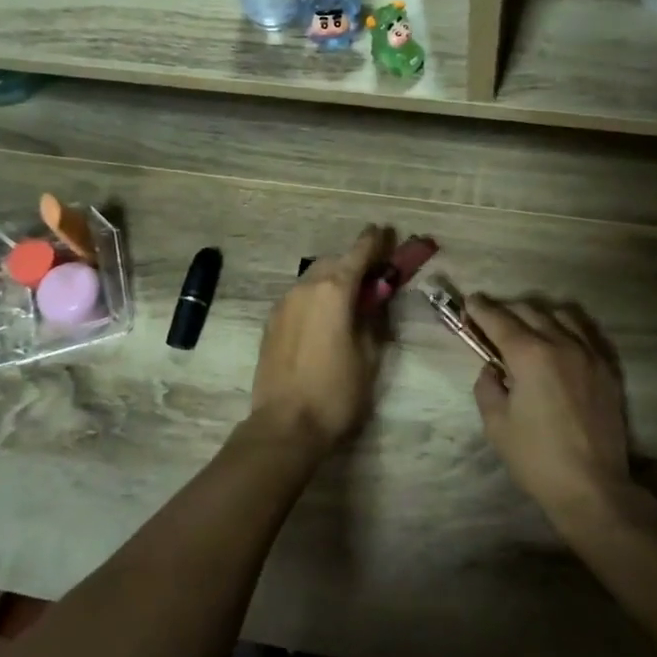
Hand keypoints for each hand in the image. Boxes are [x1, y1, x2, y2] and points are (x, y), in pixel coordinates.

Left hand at [250, 225, 395, 454]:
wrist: (285, 425)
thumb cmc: (337, 392)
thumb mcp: (369, 355)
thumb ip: (373, 318)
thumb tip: (375, 298)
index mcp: (333, 290)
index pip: (358, 253)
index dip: (374, 241)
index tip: (385, 231)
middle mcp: (305, 288)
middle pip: (333, 263)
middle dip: (353, 262)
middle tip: (373, 272)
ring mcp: (283, 305)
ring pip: (312, 280)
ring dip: (332, 281)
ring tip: (349, 298)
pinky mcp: (270, 324)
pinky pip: (298, 298)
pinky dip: (315, 297)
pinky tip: (324, 317)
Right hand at [466, 296, 631, 516]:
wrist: (591, 486)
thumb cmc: (536, 457)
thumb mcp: (496, 423)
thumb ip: (487, 386)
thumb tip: (493, 368)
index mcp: (530, 355)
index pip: (499, 320)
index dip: (480, 309)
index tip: (469, 303)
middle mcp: (561, 344)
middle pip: (529, 311)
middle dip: (506, 310)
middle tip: (490, 320)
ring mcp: (589, 354)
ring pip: (561, 315)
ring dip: (538, 315)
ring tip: (526, 327)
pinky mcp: (607, 369)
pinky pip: (585, 333)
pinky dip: (566, 328)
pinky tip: (559, 341)